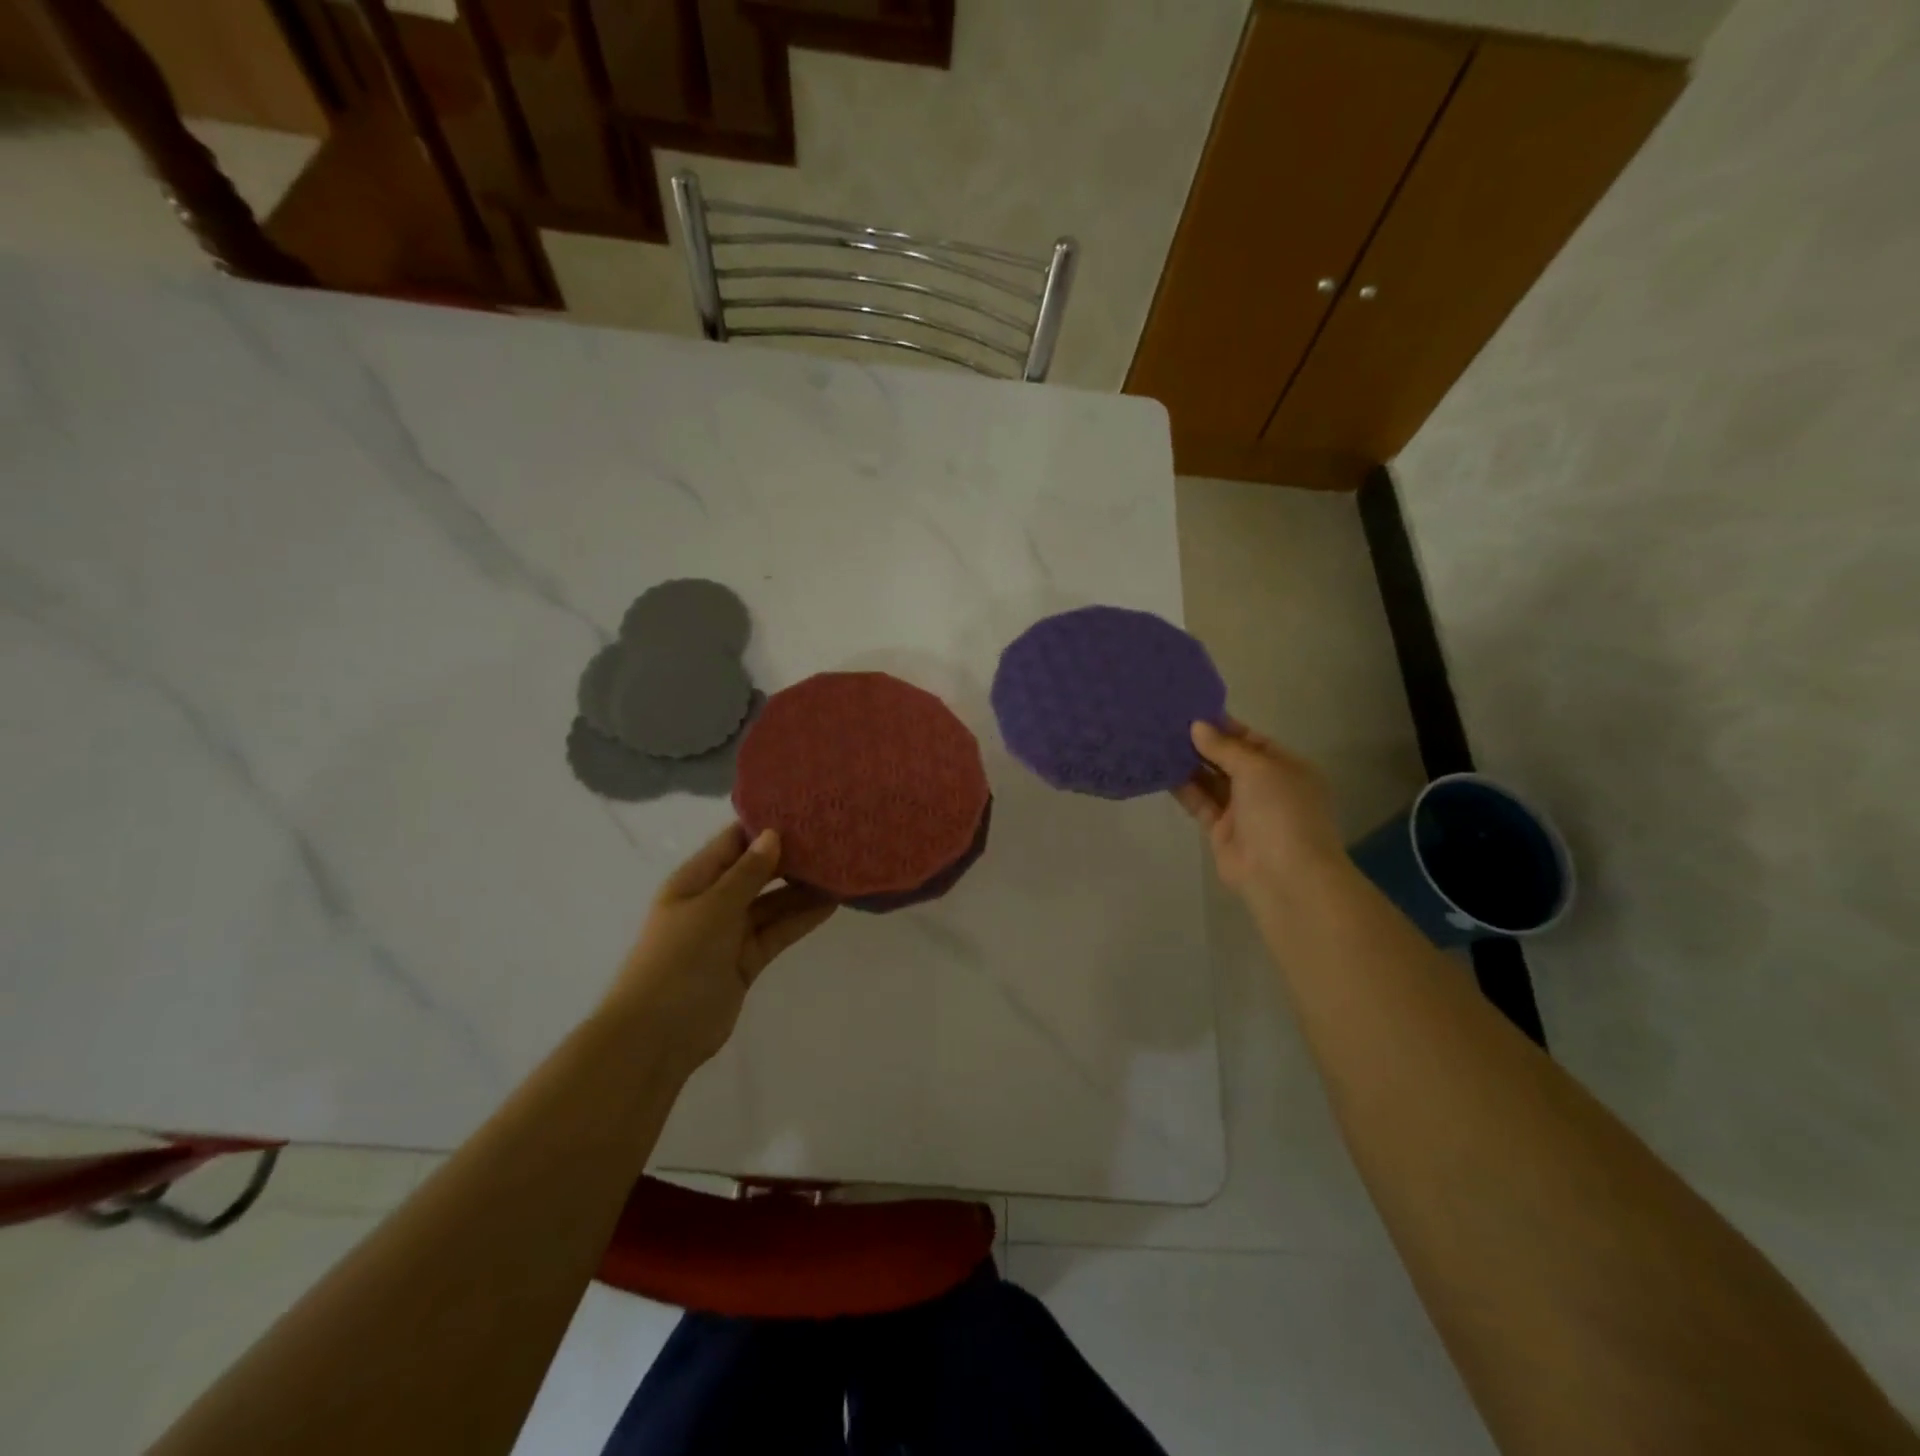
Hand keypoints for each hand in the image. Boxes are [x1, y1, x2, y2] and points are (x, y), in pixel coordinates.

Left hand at [608, 825, 835, 1076]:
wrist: (657, 1036)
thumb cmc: (678, 960)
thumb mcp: (713, 908)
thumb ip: (747, 873)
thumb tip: (773, 834)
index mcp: (694, 880)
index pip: (733, 842)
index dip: (764, 826)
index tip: (804, 810)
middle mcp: (713, 901)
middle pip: (756, 871)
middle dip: (789, 857)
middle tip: (832, 839)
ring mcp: (730, 933)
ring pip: (771, 903)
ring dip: (801, 889)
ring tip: (840, 870)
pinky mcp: (746, 960)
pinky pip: (777, 931)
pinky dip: (800, 919)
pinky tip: (831, 904)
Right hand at [1174, 719, 1348, 910]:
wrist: (1284, 876)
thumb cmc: (1281, 811)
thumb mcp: (1258, 769)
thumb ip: (1225, 747)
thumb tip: (1196, 726)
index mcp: (1286, 767)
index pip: (1252, 740)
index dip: (1224, 726)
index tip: (1191, 710)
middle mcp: (1265, 787)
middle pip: (1229, 759)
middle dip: (1202, 743)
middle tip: (1168, 723)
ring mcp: (1243, 810)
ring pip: (1211, 780)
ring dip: (1188, 763)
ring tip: (1158, 741)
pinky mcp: (1220, 830)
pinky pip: (1199, 802)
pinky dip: (1182, 788)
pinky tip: (1160, 770)